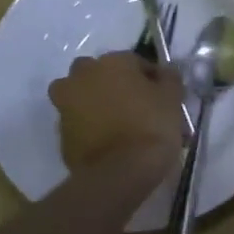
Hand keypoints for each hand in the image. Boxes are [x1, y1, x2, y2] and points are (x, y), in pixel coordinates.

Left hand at [47, 53, 182, 176]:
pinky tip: (105, 140)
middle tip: (132, 104)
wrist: (120, 172)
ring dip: (93, 101)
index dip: (149, 78)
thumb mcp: (173, 98)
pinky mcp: (60, 132)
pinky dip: (87, 126)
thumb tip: (165, 72)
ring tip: (115, 122)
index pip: (135, 61)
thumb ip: (169, 78)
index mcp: (112, 62)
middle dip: (112, 83)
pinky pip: (77, 121)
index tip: (160, 95)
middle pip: (99, 73)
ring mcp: (66, 104)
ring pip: (80, 95)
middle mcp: (84, 75)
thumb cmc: (151, 126)